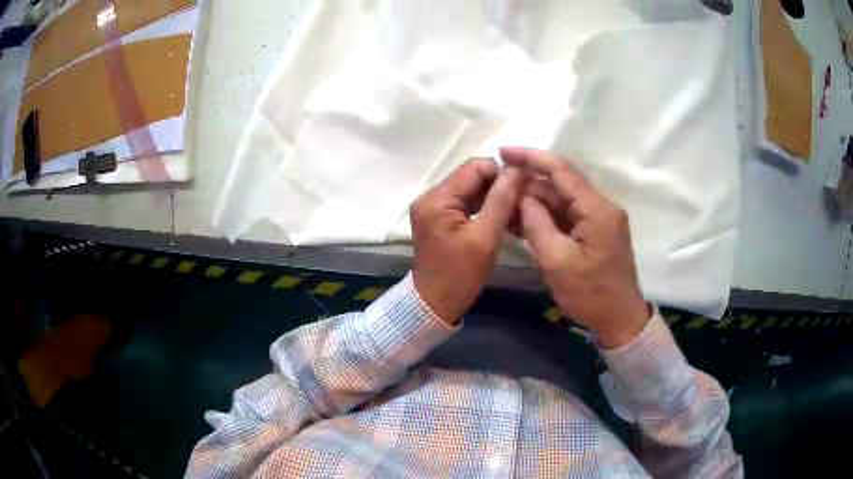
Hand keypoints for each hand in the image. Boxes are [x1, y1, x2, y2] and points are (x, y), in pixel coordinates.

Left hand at [411, 158, 525, 325]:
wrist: (434, 305)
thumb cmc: (459, 276)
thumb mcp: (485, 238)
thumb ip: (502, 200)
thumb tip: (518, 169)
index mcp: (437, 198)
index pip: (476, 167)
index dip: (502, 174)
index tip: (524, 192)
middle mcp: (430, 196)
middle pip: (473, 177)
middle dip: (499, 188)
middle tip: (523, 206)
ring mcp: (433, 207)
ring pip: (471, 190)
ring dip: (494, 199)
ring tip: (516, 215)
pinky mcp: (438, 218)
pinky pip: (466, 204)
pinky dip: (485, 209)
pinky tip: (503, 221)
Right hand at [501, 147, 649, 348]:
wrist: (619, 321)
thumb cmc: (590, 295)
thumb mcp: (557, 262)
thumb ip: (537, 223)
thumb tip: (523, 197)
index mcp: (597, 210)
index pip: (561, 170)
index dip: (531, 157)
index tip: (503, 152)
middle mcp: (602, 207)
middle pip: (562, 183)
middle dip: (530, 181)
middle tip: (498, 184)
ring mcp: (601, 219)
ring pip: (564, 199)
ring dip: (536, 199)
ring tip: (506, 202)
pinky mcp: (597, 231)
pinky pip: (568, 215)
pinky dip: (547, 215)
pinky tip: (524, 218)